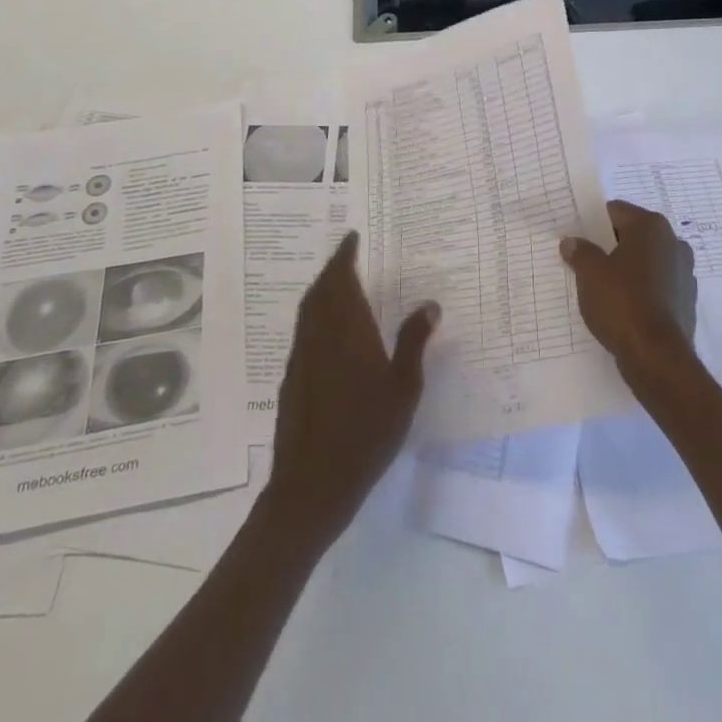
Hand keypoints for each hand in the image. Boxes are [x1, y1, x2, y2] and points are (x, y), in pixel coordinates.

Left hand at [264, 231, 438, 545]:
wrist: (312, 484)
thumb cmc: (366, 433)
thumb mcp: (403, 389)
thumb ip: (414, 343)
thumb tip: (429, 304)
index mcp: (347, 330)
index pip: (340, 279)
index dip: (344, 255)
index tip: (352, 237)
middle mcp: (319, 335)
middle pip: (320, 289)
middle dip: (333, 268)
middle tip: (348, 256)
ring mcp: (301, 356)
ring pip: (308, 309)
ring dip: (322, 289)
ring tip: (340, 284)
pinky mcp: (292, 378)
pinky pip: (304, 330)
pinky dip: (315, 315)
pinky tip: (330, 331)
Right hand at [561, 200, 696, 384]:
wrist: (657, 357)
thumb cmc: (622, 302)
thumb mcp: (590, 273)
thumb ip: (580, 252)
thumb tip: (571, 242)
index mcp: (651, 227)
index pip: (616, 212)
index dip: (593, 223)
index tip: (577, 238)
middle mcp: (673, 242)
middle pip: (633, 236)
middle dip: (610, 247)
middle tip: (585, 261)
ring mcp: (684, 273)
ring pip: (646, 262)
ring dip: (627, 269)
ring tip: (601, 287)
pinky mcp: (686, 301)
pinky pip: (656, 286)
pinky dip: (641, 291)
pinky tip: (622, 307)